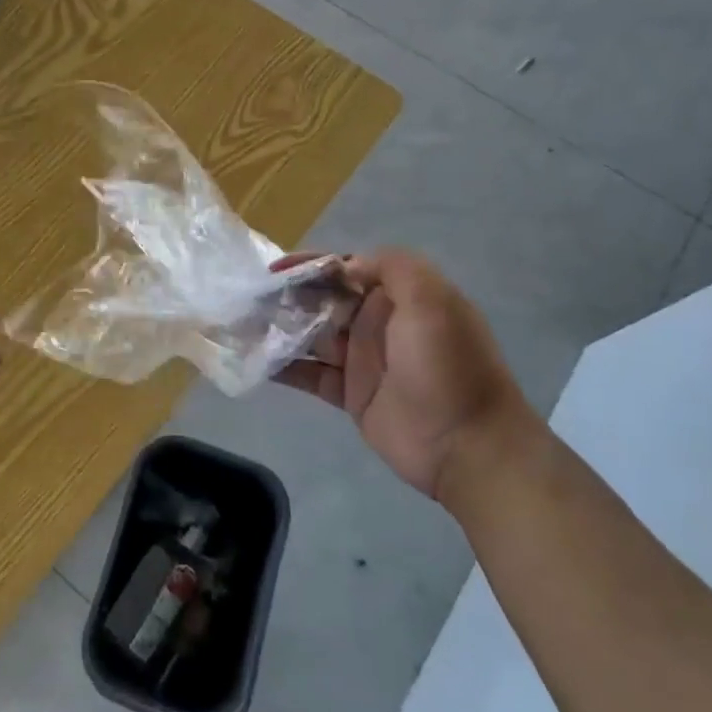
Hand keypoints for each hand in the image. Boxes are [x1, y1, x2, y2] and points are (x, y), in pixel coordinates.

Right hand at [275, 249, 534, 505]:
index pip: (347, 268)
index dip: (311, 265)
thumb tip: (344, 265)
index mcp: (398, 295)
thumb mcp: (431, 300)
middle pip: (324, 299)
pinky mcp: (351, 395)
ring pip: (312, 335)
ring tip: (243, 324)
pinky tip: (255, 360)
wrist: (468, 446)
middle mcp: (378, 321)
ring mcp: (362, 359)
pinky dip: (284, 367)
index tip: (276, 270)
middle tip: (250, 298)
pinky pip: (311, 374)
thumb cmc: (447, 365)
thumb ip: (390, 267)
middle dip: (288, 295)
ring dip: (281, 327)